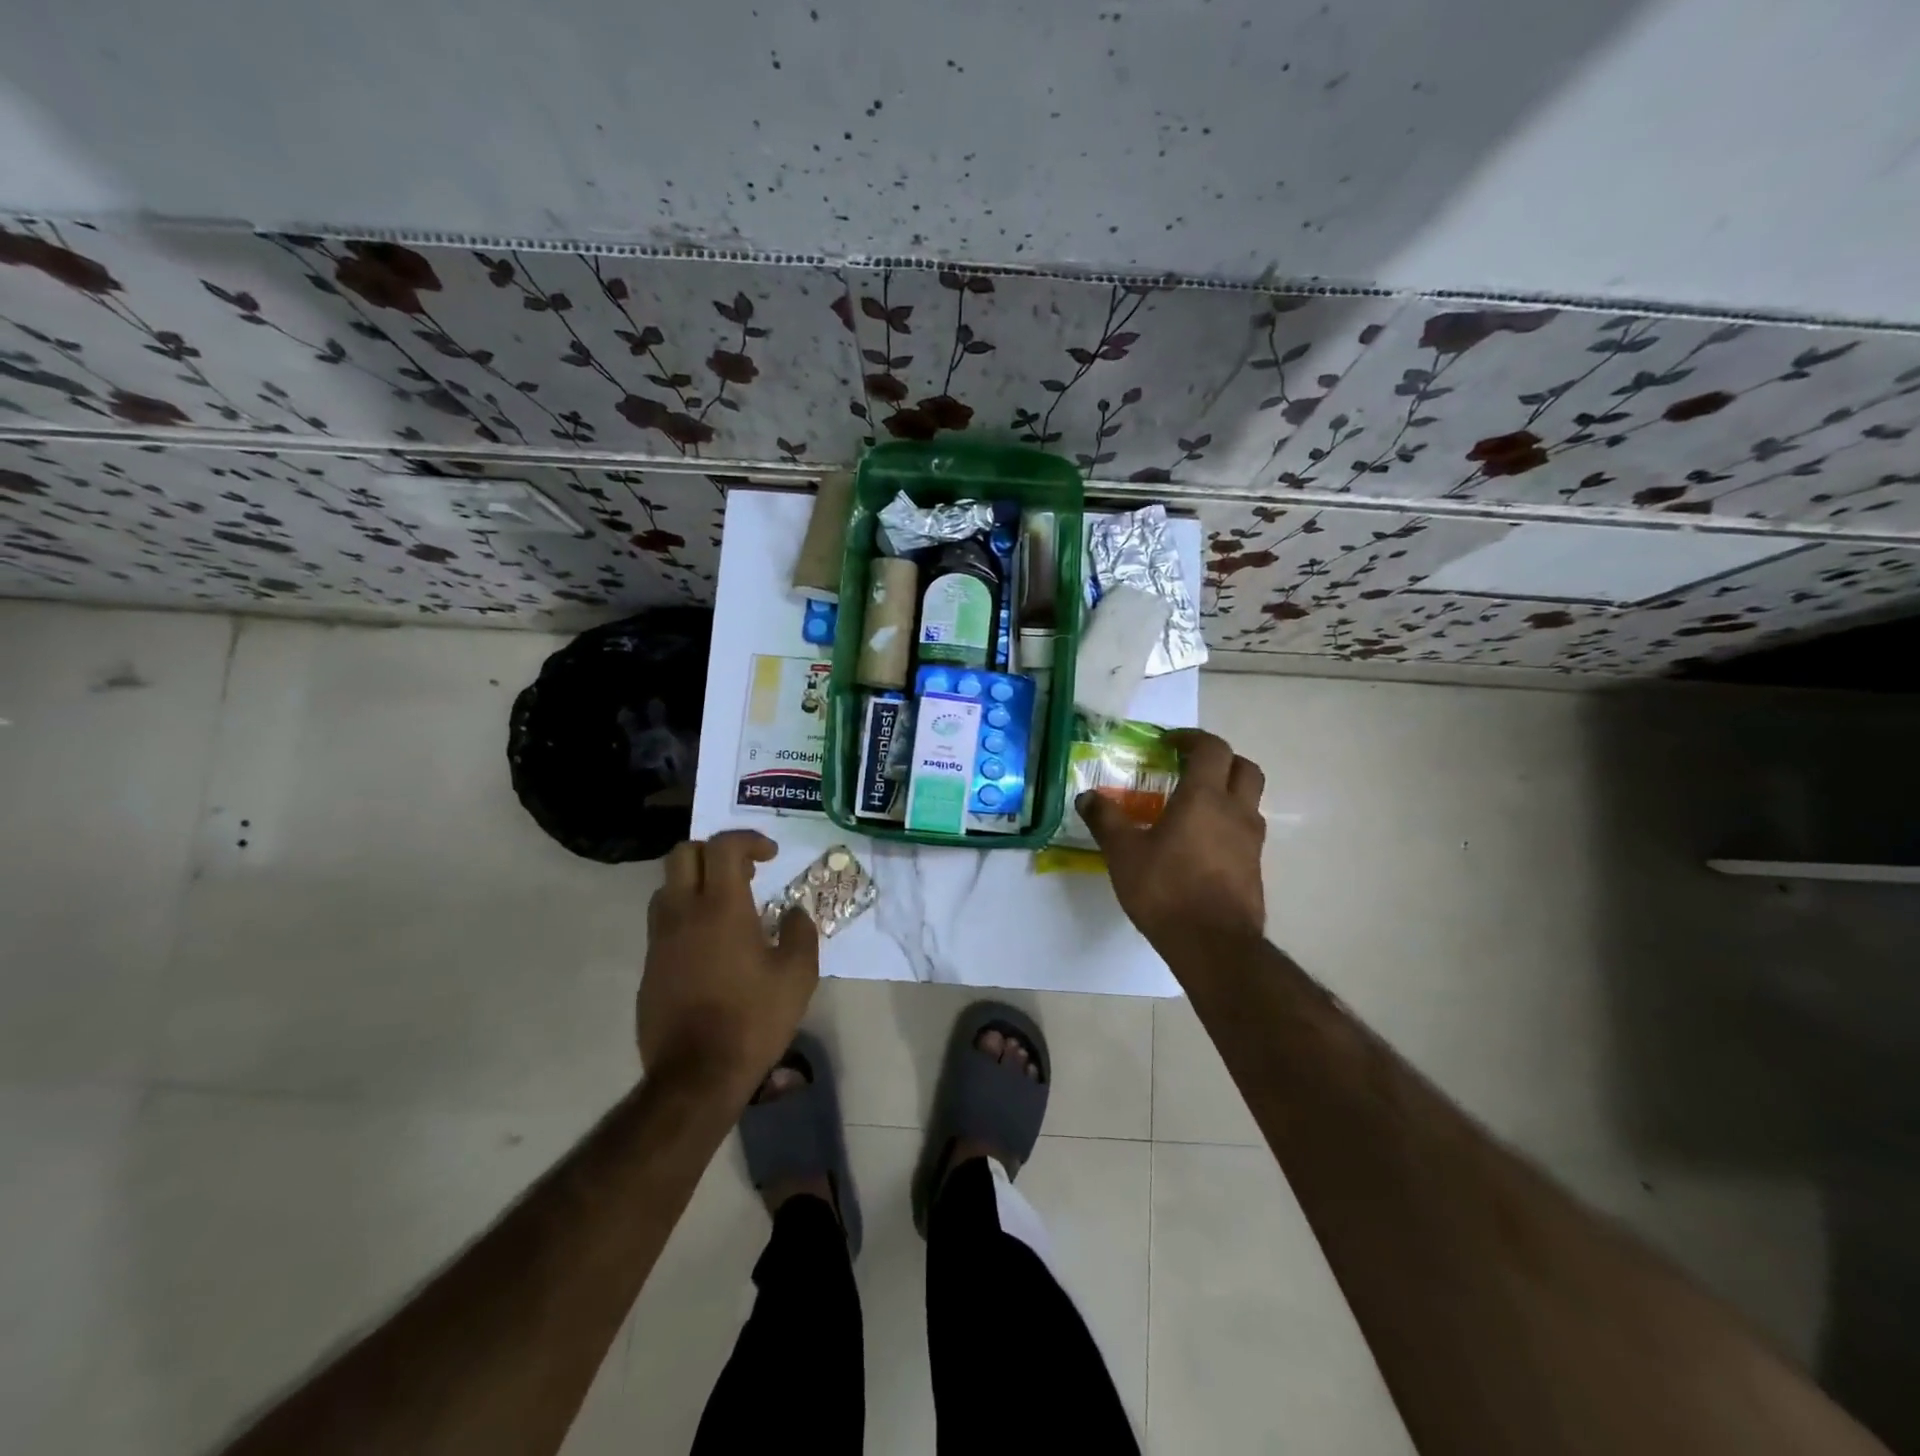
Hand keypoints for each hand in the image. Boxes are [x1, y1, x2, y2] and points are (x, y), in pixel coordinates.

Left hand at [638, 831, 818, 1098]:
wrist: (696, 1075)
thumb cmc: (753, 1019)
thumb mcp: (798, 975)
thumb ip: (801, 933)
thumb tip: (793, 913)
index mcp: (721, 907)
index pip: (724, 846)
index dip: (749, 840)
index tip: (770, 856)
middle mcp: (683, 913)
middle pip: (683, 854)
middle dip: (714, 852)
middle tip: (744, 873)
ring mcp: (660, 940)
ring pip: (667, 887)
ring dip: (695, 882)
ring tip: (726, 906)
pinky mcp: (649, 967)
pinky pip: (663, 923)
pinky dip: (685, 916)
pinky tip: (710, 947)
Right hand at [1078, 728, 1266, 955]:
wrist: (1213, 944)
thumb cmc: (1166, 889)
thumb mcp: (1123, 853)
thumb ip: (1106, 820)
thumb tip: (1087, 797)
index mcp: (1204, 797)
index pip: (1211, 748)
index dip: (1192, 738)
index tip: (1168, 742)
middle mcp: (1235, 811)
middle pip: (1244, 767)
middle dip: (1220, 760)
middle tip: (1190, 767)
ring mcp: (1251, 841)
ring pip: (1249, 800)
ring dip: (1227, 792)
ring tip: (1194, 807)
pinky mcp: (1255, 867)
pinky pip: (1245, 831)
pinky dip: (1228, 824)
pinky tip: (1201, 845)